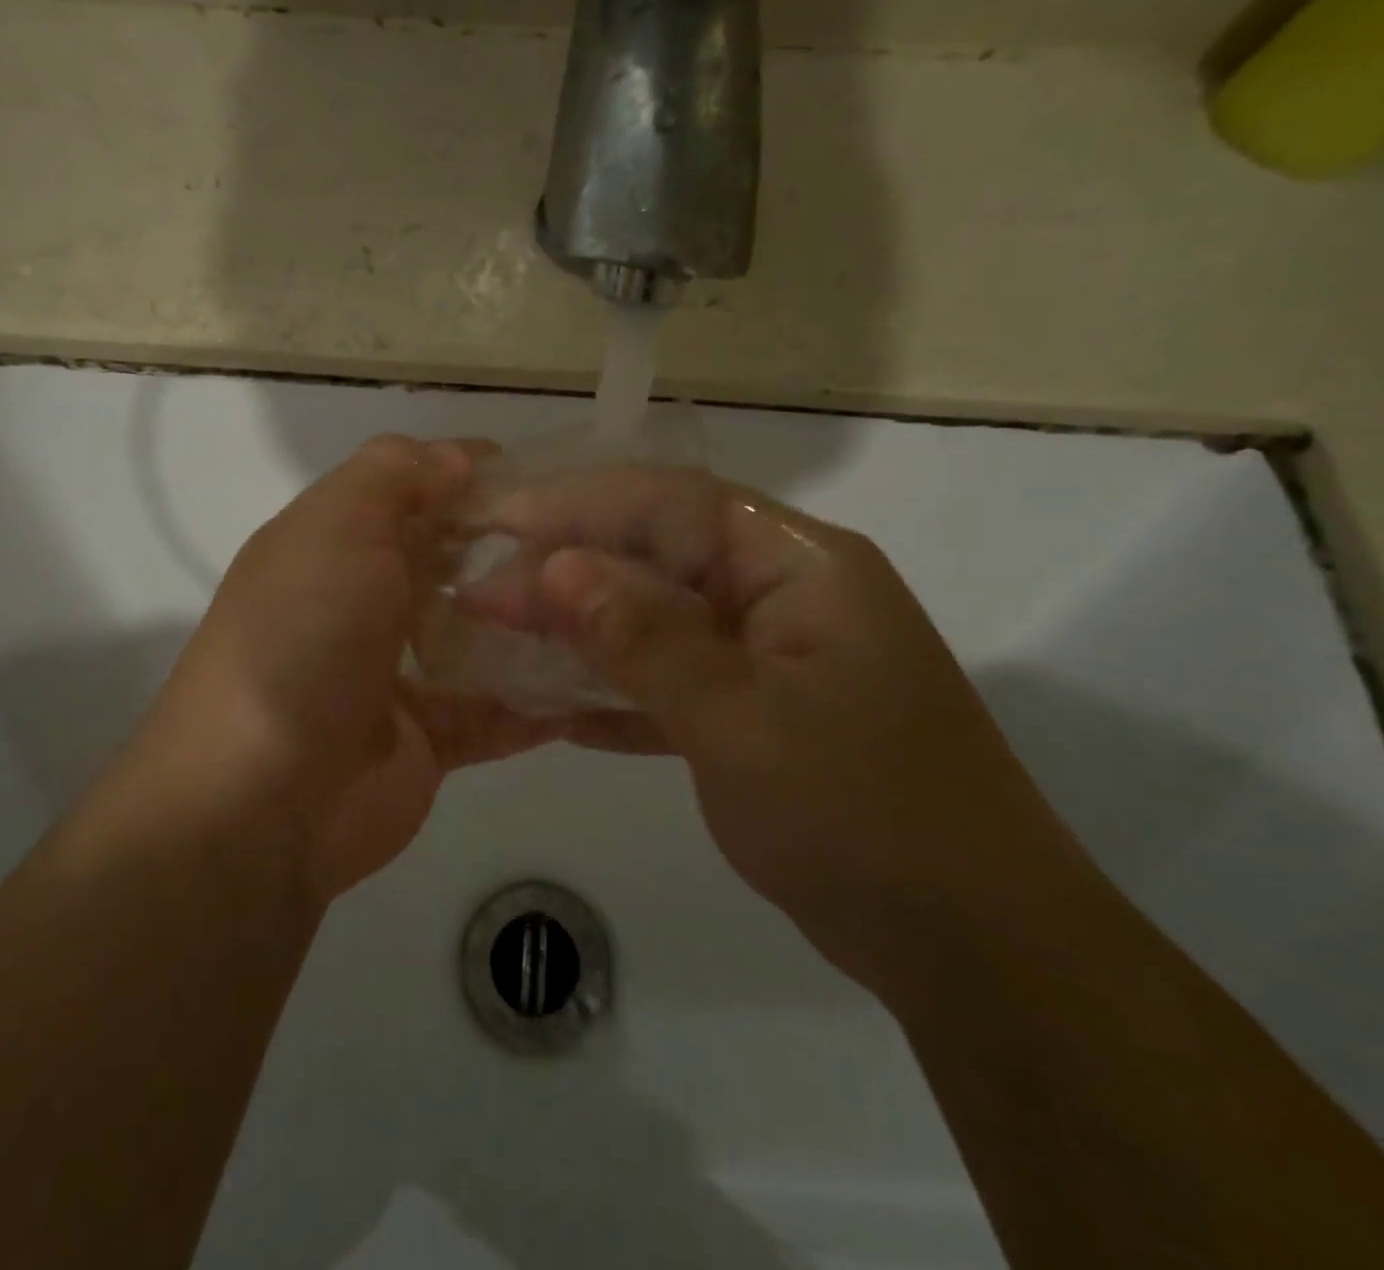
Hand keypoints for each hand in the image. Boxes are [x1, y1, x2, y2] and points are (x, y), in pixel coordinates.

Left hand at [131, 436, 559, 904]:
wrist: (262, 800)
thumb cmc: (301, 639)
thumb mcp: (335, 527)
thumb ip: (394, 475)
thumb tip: (457, 457)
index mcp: (334, 547)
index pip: (411, 492)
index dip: (469, 477)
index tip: (542, 475)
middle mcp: (365, 605)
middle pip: (451, 563)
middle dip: (513, 550)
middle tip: (592, 541)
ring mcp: (399, 675)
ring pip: (481, 637)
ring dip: (535, 624)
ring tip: (611, 604)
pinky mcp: (431, 739)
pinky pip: (497, 711)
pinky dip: (541, 701)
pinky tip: (602, 682)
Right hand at [470, 468, 1099, 995]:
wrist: (973, 950)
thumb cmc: (864, 818)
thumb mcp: (740, 721)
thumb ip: (645, 639)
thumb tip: (557, 568)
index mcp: (800, 568)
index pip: (674, 505)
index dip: (582, 505)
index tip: (502, 522)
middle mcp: (784, 596)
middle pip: (659, 559)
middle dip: (569, 573)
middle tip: (483, 596)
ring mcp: (771, 658)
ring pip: (658, 621)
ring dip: (584, 631)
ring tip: (503, 638)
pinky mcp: (758, 713)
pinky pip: (672, 681)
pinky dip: (617, 689)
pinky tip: (557, 706)